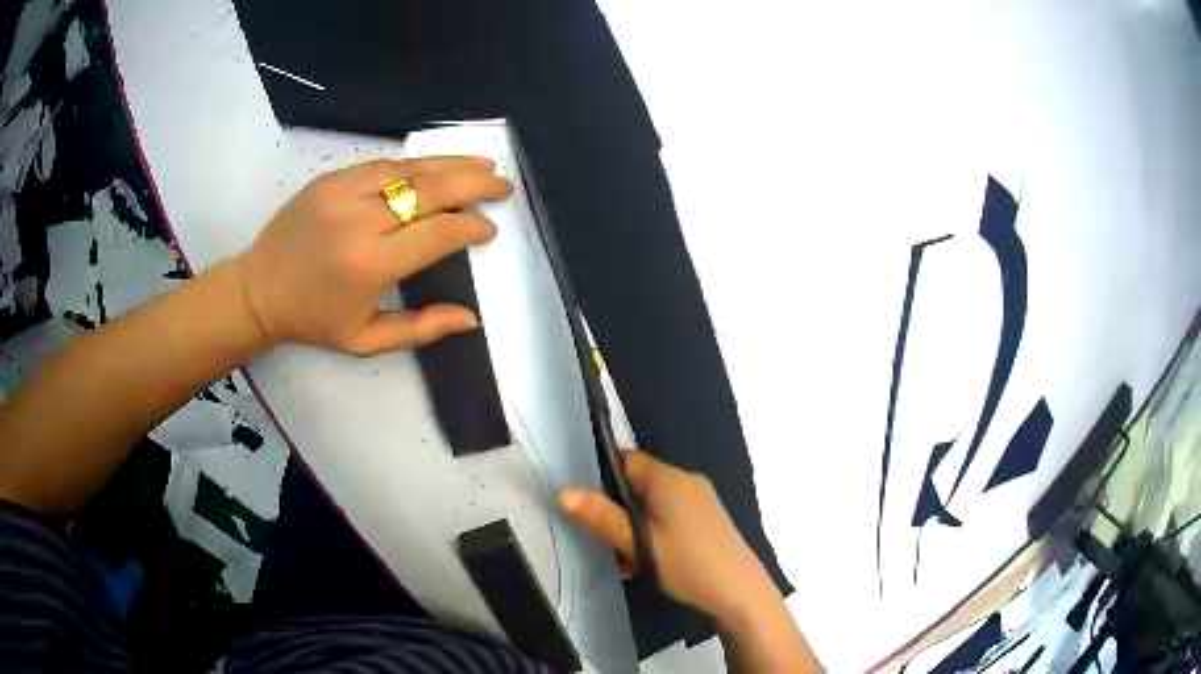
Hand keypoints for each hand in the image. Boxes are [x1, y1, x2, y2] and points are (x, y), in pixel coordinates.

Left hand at [235, 157, 510, 355]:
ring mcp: (343, 192)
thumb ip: (421, 329)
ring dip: (451, 165)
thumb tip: (470, 318)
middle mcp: (361, 221)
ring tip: (482, 165)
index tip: (489, 230)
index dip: (471, 228)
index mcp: (371, 265)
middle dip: (474, 185)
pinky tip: (436, 166)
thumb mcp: (366, 341)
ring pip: (410, 168)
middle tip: (503, 185)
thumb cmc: (313, 321)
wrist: (258, 290)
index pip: (439, 233)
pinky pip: (383, 164)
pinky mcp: (330, 179)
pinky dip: (415, 164)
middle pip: (432, 190)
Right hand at [558, 451, 782, 621]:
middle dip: (617, 512)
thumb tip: (563, 492)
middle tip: (607, 543)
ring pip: (653, 505)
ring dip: (634, 528)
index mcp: (669, 478)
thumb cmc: (686, 564)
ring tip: (627, 562)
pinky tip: (648, 563)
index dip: (601, 479)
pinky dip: (654, 533)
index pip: (626, 460)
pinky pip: (670, 516)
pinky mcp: (708, 519)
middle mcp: (687, 481)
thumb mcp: (638, 543)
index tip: (587, 507)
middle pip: (638, 484)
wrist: (739, 592)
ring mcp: (701, 500)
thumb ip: (601, 516)